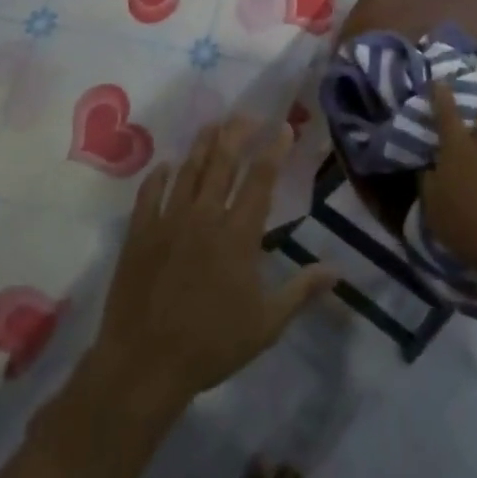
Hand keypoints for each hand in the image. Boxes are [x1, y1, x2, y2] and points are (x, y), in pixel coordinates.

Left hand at [90, 118, 336, 414]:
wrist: (145, 362)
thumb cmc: (212, 345)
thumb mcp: (266, 323)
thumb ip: (301, 290)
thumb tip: (337, 269)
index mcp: (238, 234)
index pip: (261, 179)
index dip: (274, 149)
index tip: (284, 126)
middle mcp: (204, 216)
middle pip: (223, 161)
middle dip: (238, 133)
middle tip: (248, 114)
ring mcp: (168, 220)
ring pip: (188, 169)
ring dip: (203, 144)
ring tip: (214, 125)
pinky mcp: (140, 232)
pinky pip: (150, 193)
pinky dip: (159, 175)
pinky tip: (166, 164)